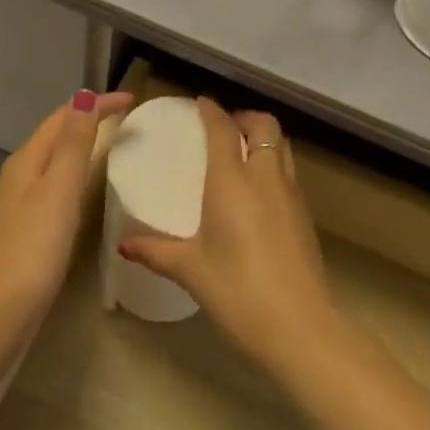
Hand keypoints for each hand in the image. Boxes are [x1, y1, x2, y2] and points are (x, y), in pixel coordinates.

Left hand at [0, 90, 133, 325]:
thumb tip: (84, 97)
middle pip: (56, 134)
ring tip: (111, 146)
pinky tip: (85, 192)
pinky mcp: (23, 229)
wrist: (0, 313)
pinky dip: (74, 174)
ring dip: (80, 146)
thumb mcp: (60, 189)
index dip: (97, 104)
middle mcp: (18, 175)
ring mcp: (17, 203)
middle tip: (125, 119)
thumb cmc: (35, 246)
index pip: (64, 116)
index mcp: (27, 159)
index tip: (133, 100)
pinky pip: (53, 185)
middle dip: (88, 119)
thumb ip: (74, 143)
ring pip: (53, 160)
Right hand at [119, 99, 337, 373]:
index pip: (223, 128)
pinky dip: (274, 163)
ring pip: (282, 145)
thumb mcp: (191, 270)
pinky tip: (259, 191)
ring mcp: (291, 194)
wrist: (300, 327)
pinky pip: (289, 172)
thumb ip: (156, 251)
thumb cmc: (238, 291)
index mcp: (233, 180)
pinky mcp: (305, 215)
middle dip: (244, 117)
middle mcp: (265, 176)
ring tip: (242, 152)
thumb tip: (124, 245)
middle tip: (224, 128)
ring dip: (263, 137)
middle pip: (264, 125)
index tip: (200, 103)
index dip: (212, 110)